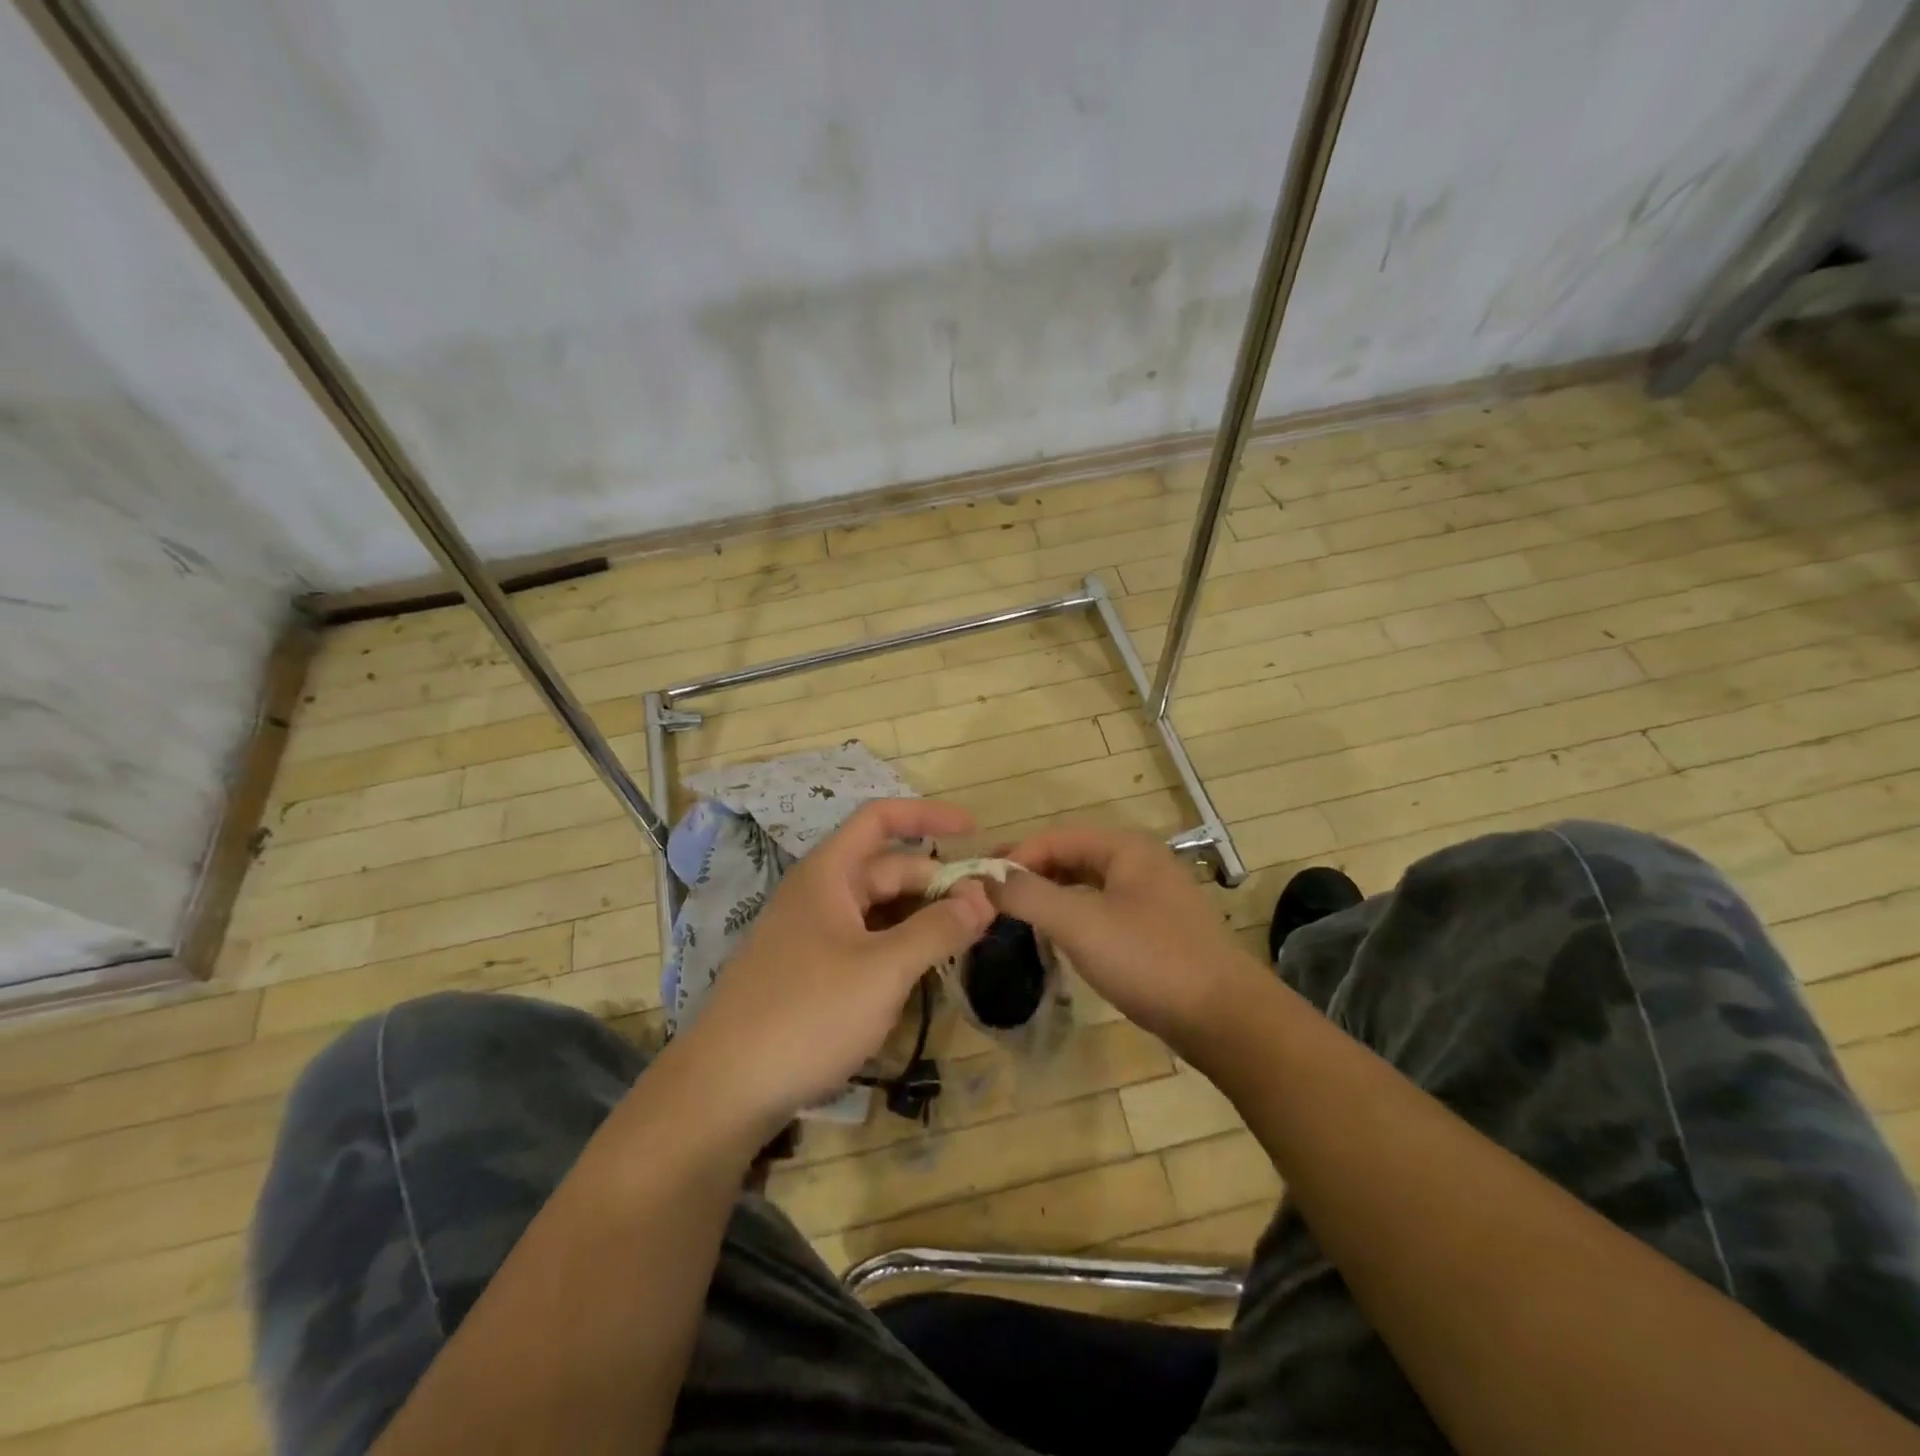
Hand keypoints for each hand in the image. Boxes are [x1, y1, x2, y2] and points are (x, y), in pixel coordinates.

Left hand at [676, 799, 993, 1131]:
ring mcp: (812, 934)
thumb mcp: (883, 970)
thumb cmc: (806, 1014)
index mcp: (828, 874)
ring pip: (879, 910)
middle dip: (937, 884)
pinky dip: (899, 948)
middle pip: (888, 870)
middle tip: (988, 912)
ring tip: (965, 941)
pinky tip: (923, 974)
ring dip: (922, 919)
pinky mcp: (810, 971)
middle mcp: (819, 894)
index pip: (880, 819)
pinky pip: (865, 942)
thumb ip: (938, 929)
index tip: (974, 831)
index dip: (928, 816)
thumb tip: (984, 896)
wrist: (723, 1091)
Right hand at [989, 825, 1260, 1049]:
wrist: (1225, 1018)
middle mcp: (1139, 861)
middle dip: (1030, 873)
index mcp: (1125, 847)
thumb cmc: (1150, 960)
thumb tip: (984, 878)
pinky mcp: (1155, 928)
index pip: (1055, 837)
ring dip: (1049, 894)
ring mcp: (1150, 896)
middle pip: (1071, 856)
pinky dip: (1072, 914)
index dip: (1014, 856)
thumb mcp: (1081, 924)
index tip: (980, 885)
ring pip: (1086, 883)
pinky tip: (1056, 936)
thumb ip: (1029, 895)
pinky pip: (1101, 908)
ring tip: (1014, 914)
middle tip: (989, 897)